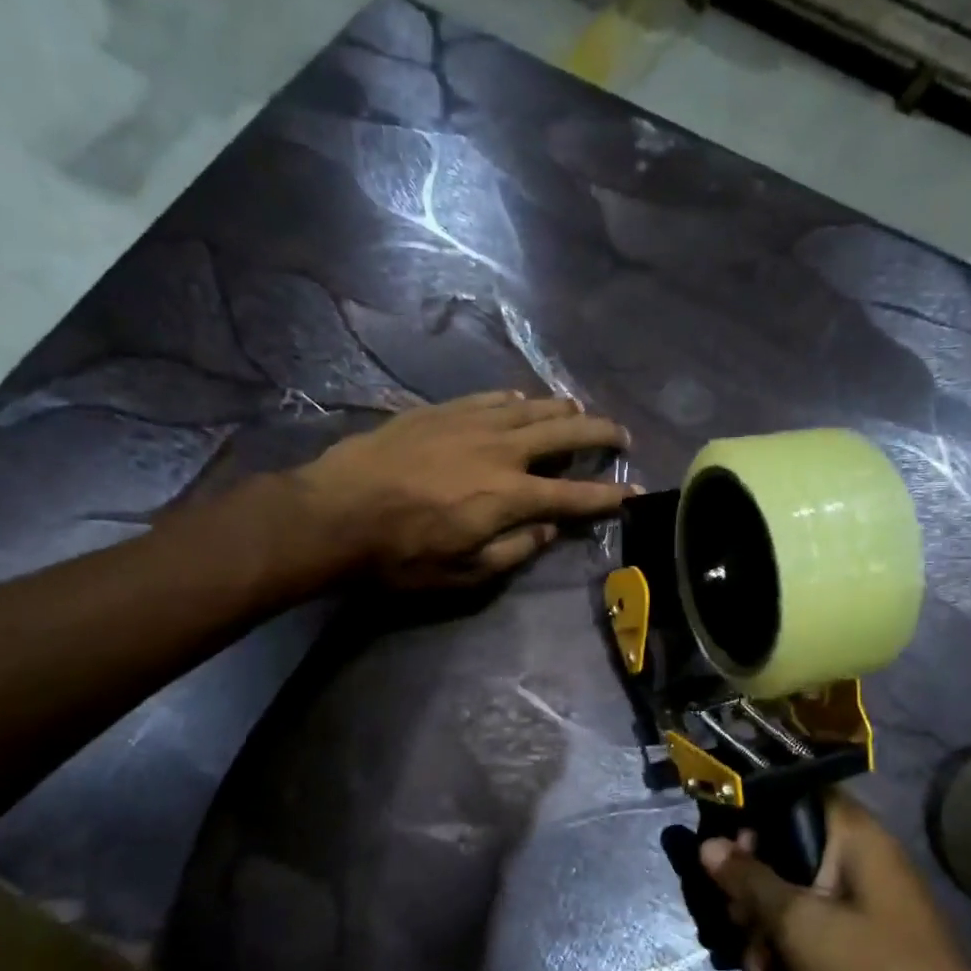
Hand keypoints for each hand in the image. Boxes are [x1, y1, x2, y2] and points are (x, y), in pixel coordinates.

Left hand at [297, 391, 637, 587]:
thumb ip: (515, 549)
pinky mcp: (440, 411)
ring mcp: (470, 423)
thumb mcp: (465, 572)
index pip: (574, 495)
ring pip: (530, 407)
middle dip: (599, 434)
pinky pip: (490, 398)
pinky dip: (515, 400)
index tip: (635, 492)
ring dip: (561, 410)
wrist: (335, 512)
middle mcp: (500, 450)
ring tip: (578, 413)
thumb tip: (548, 529)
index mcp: (510, 496)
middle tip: (621, 435)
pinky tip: (520, 402)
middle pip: (564, 434)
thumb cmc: (401, 554)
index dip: (609, 495)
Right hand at [701, 792, 970, 970]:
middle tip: (734, 919)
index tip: (723, 846)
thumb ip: (750, 880)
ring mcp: (861, 904)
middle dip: (751, 890)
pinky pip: (809, 930)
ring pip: (791, 896)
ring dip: (764, 932)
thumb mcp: (800, 924)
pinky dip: (787, 954)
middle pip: (785, 850)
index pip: (796, 793)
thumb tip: (707, 845)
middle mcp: (859, 860)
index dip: (754, 811)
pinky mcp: (859, 944)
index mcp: (855, 836)